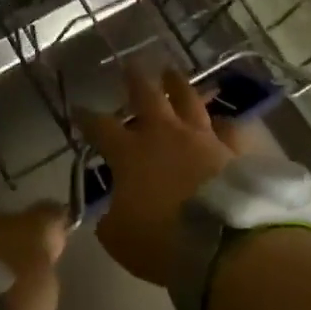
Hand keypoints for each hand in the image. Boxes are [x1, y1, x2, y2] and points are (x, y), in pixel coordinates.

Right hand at [75, 65, 245, 286]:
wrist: (225, 244)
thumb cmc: (162, 241)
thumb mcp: (119, 238)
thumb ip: (110, 219)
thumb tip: (111, 212)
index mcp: (129, 153)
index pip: (100, 127)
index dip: (86, 118)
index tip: (78, 109)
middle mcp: (164, 135)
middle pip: (147, 96)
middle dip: (135, 80)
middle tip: (130, 65)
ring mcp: (202, 139)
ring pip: (188, 100)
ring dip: (177, 85)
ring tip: (171, 72)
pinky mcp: (232, 152)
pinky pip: (227, 129)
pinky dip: (222, 123)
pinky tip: (222, 120)